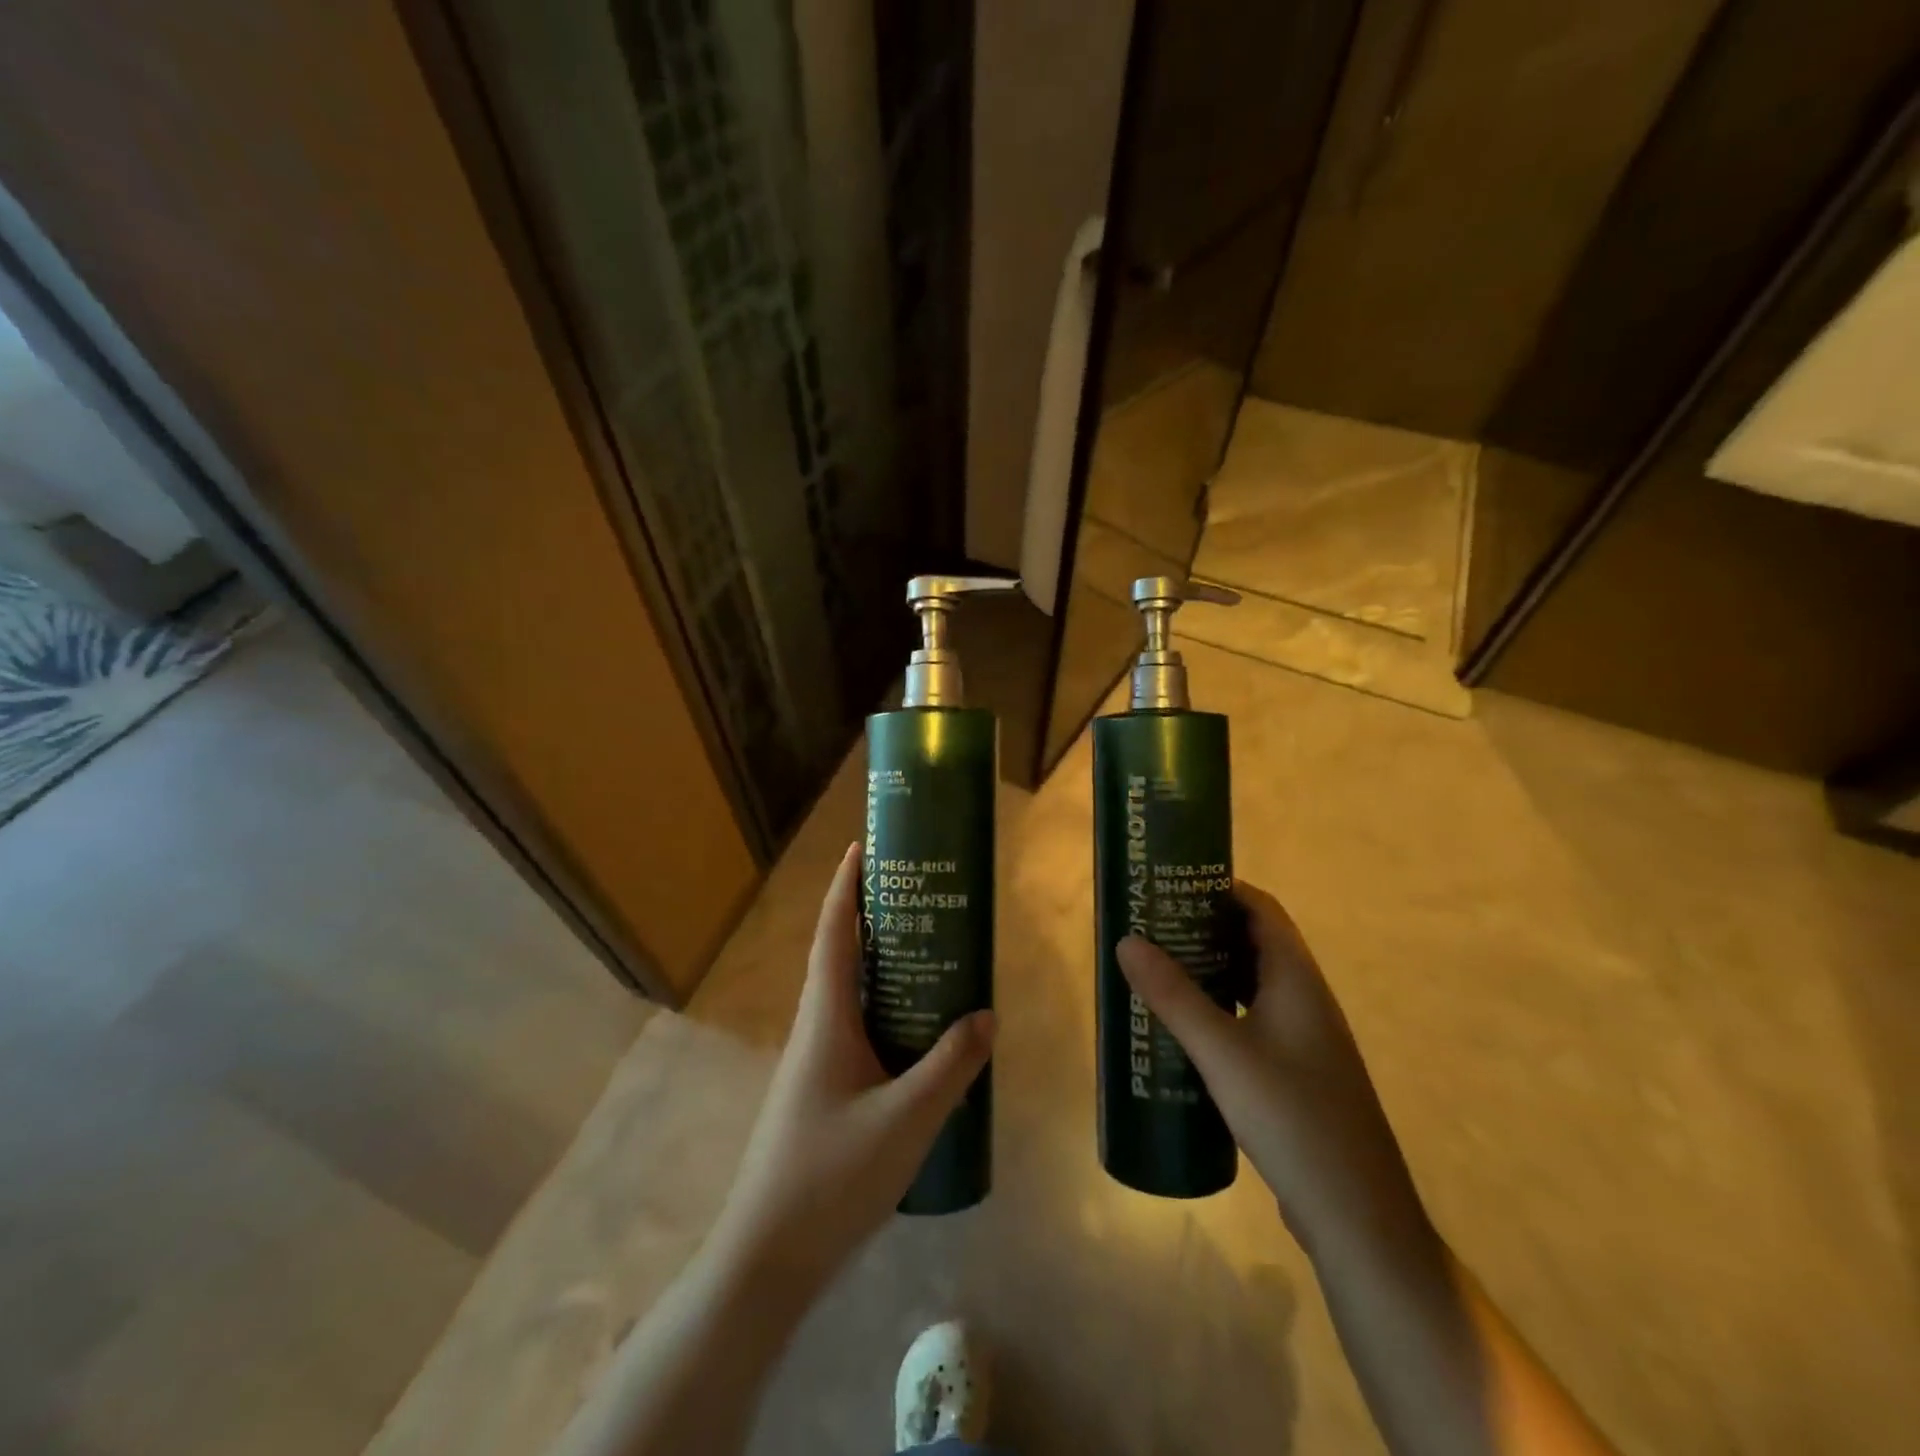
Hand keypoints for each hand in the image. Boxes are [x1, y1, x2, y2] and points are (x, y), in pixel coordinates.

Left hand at [709, 842, 994, 1289]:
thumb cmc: (829, 1178)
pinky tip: (920, 1034)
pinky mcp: (823, 1092)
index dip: (845, 886)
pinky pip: (858, 1031)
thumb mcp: (904, 1121)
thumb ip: (950, 1067)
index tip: (863, 847)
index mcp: (825, 1018)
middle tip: (921, 897)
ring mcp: (815, 1063)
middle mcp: (815, 1029)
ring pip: (850, 996)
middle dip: (873, 918)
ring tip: (931, 954)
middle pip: (842, 956)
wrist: (766, 1259)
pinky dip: (886, 1012)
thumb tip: (987, 1015)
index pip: (833, 933)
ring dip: (882, 967)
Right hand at [1116, 882, 1427, 1253]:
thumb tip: (1127, 940)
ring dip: (1209, 969)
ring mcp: (1303, 1038)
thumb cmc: (1292, 1118)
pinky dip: (1218, 1008)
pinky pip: (1250, 1019)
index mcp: (1296, 979)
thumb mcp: (1222, 1053)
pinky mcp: (1294, 1071)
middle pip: (1253, 942)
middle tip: (1151, 926)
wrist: (1356, 1216)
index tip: (1171, 885)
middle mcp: (1304, 998)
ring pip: (1250, 983)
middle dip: (1204, 928)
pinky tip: (1184, 1029)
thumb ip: (1174, 996)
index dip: (1220, 889)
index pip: (1261, 909)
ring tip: (1157, 969)